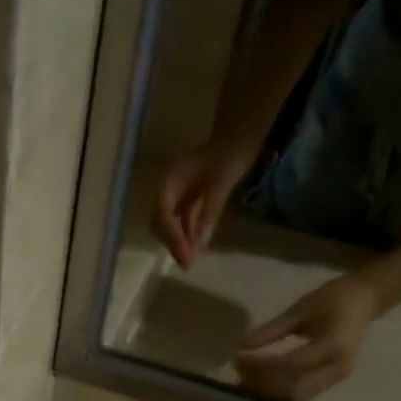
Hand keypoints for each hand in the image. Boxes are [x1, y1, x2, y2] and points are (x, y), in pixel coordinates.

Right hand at [154, 143, 254, 269]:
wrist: (240, 137)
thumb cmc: (229, 155)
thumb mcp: (220, 185)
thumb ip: (208, 213)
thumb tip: (200, 245)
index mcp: (167, 182)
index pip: (163, 216)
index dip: (173, 238)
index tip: (185, 257)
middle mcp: (166, 190)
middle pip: (161, 224)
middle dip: (173, 243)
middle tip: (186, 263)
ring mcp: (176, 194)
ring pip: (170, 225)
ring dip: (180, 241)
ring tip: (191, 259)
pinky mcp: (188, 198)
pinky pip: (183, 220)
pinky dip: (188, 233)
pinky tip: (197, 245)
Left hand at [233, 270, 380, 400]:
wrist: (365, 301)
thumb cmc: (334, 298)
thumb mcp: (301, 309)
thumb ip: (272, 330)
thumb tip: (242, 347)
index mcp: (334, 345)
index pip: (291, 365)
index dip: (261, 365)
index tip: (238, 357)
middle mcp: (338, 367)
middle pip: (293, 388)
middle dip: (262, 383)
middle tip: (238, 370)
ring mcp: (336, 378)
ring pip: (296, 396)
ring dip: (267, 391)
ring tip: (244, 378)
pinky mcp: (331, 382)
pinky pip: (301, 393)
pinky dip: (277, 391)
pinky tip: (258, 382)